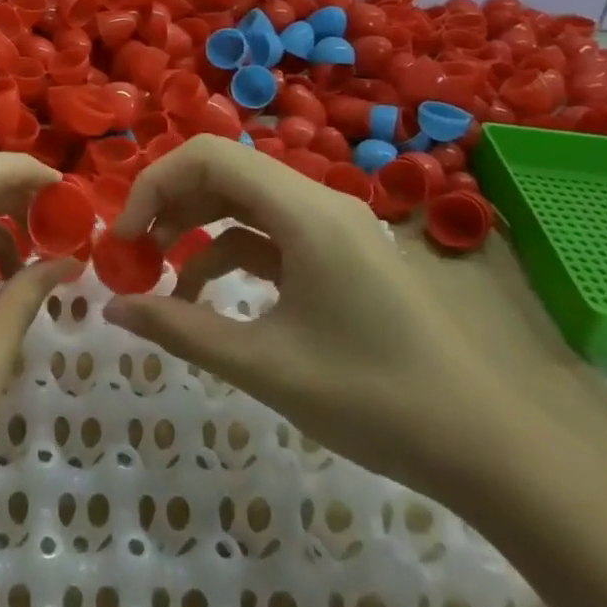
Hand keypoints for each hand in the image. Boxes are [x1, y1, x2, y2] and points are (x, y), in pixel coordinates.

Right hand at [103, 135, 518, 499]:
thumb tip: (113, 307)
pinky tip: (204, 295)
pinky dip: (229, 252)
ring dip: (196, 227)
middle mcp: (318, 202)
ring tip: (158, 271)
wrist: (493, 448)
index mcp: (303, 212)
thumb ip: (181, 329)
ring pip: (245, 201)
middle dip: (170, 204)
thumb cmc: (375, 399)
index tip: (124, 238)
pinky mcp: (340, 255)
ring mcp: (332, 227)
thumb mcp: (265, 366)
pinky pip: (270, 233)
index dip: (155, 185)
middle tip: (133, 252)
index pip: (209, 157)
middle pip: (224, 171)